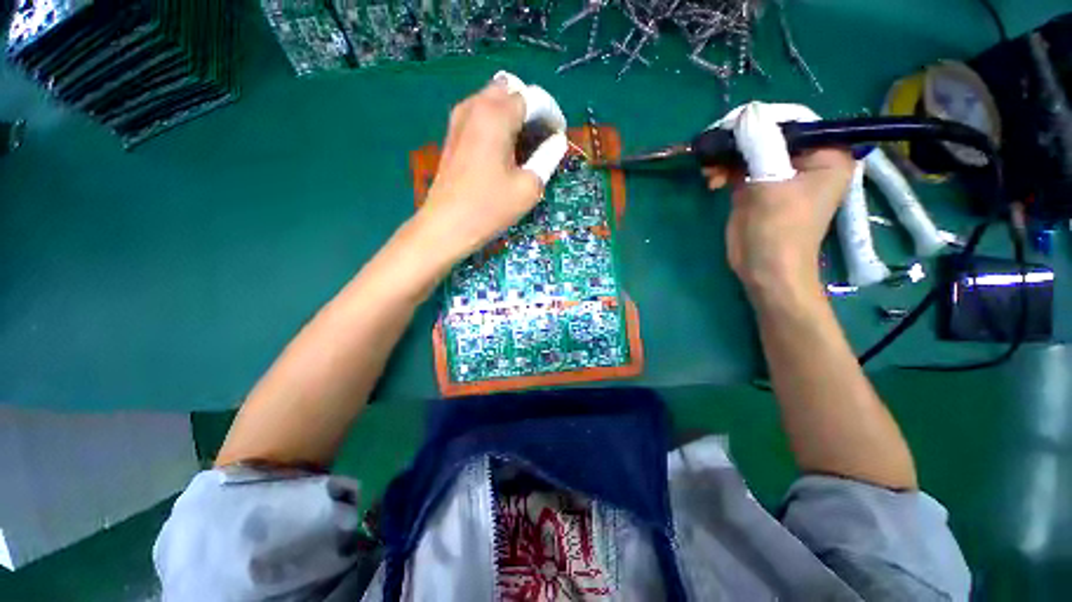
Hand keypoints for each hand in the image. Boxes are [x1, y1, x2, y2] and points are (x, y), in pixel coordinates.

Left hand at [415, 78, 548, 266]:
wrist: (447, 226)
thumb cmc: (490, 208)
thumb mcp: (528, 187)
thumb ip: (548, 158)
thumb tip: (557, 141)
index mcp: (496, 115)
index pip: (534, 98)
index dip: (552, 115)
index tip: (559, 137)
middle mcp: (476, 106)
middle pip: (512, 88)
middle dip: (531, 107)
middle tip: (541, 137)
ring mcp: (460, 117)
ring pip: (494, 98)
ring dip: (514, 113)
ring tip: (525, 144)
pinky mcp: (453, 132)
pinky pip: (480, 112)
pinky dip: (497, 121)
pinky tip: (504, 149)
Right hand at [703, 103, 853, 297]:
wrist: (764, 269)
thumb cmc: (778, 230)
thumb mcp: (771, 184)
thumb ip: (761, 144)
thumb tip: (745, 111)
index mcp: (827, 152)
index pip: (793, 120)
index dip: (760, 119)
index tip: (727, 127)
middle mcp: (806, 158)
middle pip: (768, 133)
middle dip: (738, 141)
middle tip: (712, 149)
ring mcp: (780, 172)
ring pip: (750, 149)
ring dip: (726, 157)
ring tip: (708, 171)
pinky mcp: (758, 185)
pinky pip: (740, 166)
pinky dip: (723, 170)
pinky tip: (711, 180)